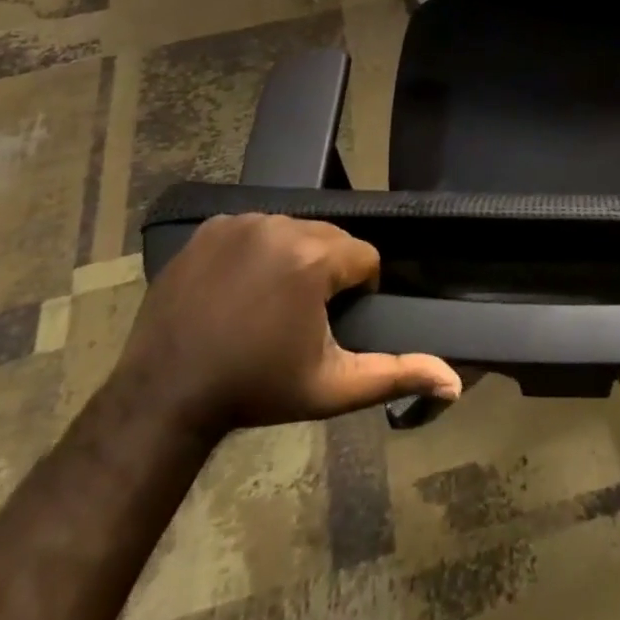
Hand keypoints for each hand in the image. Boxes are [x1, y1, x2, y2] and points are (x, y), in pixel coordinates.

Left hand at [115, 214, 461, 441]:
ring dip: (294, 260)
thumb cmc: (256, 390)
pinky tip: (241, 288)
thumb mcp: (332, 387)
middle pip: (331, 239)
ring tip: (271, 304)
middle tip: (301, 318)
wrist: (165, 396)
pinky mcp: (211, 228)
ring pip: (294, 231)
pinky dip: (257, 251)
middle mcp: (281, 226)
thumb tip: (454, 380)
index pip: (365, 258)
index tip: (331, 326)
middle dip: (327, 273)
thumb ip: (396, 374)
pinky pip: (255, 228)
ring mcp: (241, 223)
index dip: (357, 292)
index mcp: (315, 258)